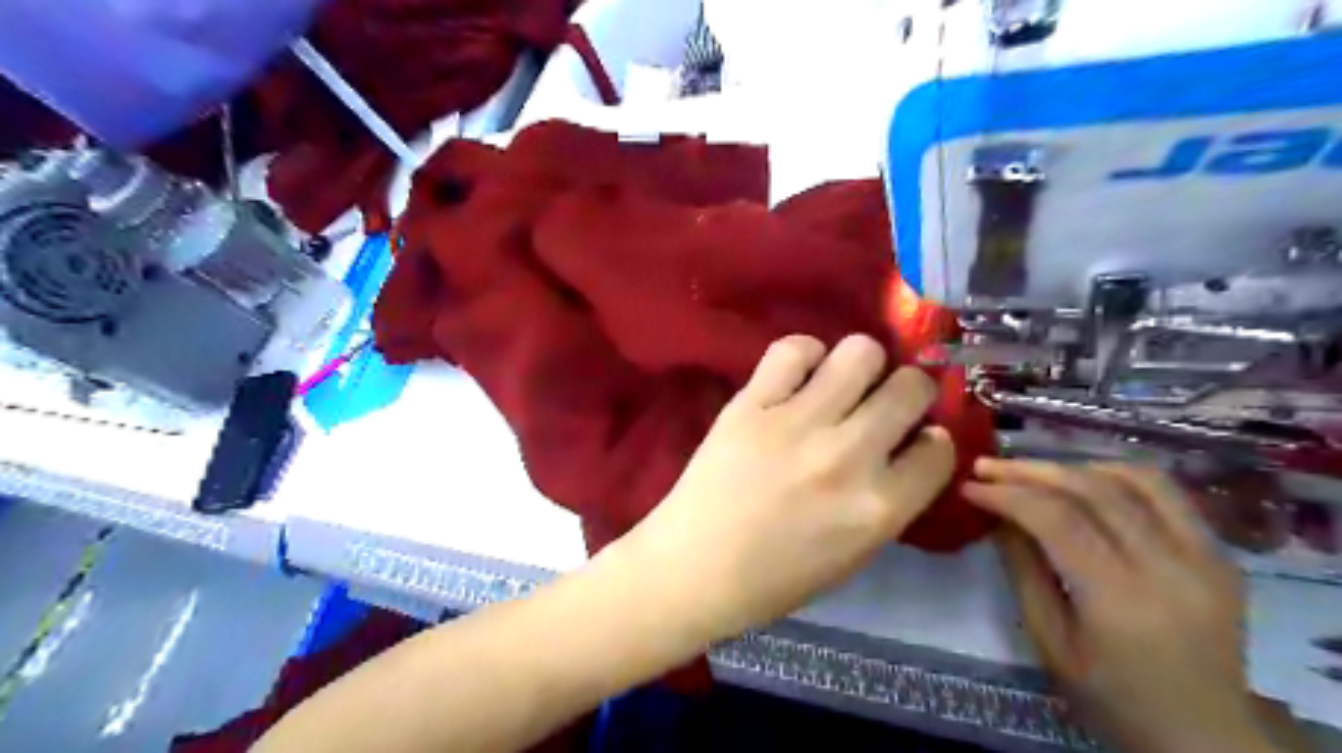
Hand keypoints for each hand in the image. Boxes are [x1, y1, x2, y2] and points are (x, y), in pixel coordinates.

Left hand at [619, 335, 953, 639]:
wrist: (695, 567)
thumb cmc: (776, 577)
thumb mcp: (855, 554)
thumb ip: (890, 500)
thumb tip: (912, 446)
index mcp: (879, 508)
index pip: (939, 449)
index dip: (932, 441)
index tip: (915, 439)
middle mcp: (848, 456)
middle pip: (910, 388)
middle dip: (910, 391)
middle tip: (886, 401)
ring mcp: (797, 423)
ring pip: (860, 352)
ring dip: (863, 364)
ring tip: (843, 383)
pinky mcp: (752, 403)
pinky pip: (794, 349)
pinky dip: (805, 355)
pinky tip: (798, 376)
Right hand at [971, 459, 1272, 752]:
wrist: (1206, 737)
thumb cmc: (1113, 699)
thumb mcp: (1051, 644)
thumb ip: (1024, 572)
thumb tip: (998, 517)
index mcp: (1121, 600)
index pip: (1057, 520)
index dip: (1008, 495)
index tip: (970, 487)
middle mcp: (1171, 567)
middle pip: (1094, 490)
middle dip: (1031, 471)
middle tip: (987, 466)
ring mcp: (1206, 557)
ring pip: (1134, 479)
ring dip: (1073, 466)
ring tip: (1032, 471)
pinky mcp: (1221, 554)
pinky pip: (1167, 494)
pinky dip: (1117, 475)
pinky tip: (1084, 480)